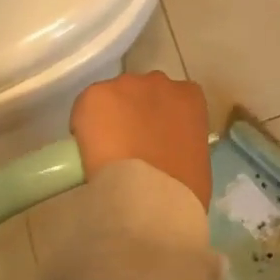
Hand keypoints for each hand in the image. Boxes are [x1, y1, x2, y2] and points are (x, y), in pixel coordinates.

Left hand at [70, 72, 212, 209]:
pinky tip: (87, 150)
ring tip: (105, 150)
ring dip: (109, 117)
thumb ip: (182, 141)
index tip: (152, 140)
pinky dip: (83, 126)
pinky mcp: (95, 96)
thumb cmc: (183, 188)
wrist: (150, 197)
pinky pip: (85, 108)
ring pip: (113, 97)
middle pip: (141, 92)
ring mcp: (125, 86)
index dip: (159, 119)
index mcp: (189, 96)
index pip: (173, 99)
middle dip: (134, 113)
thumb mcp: (196, 159)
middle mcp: (158, 82)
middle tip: (129, 145)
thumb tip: (165, 148)